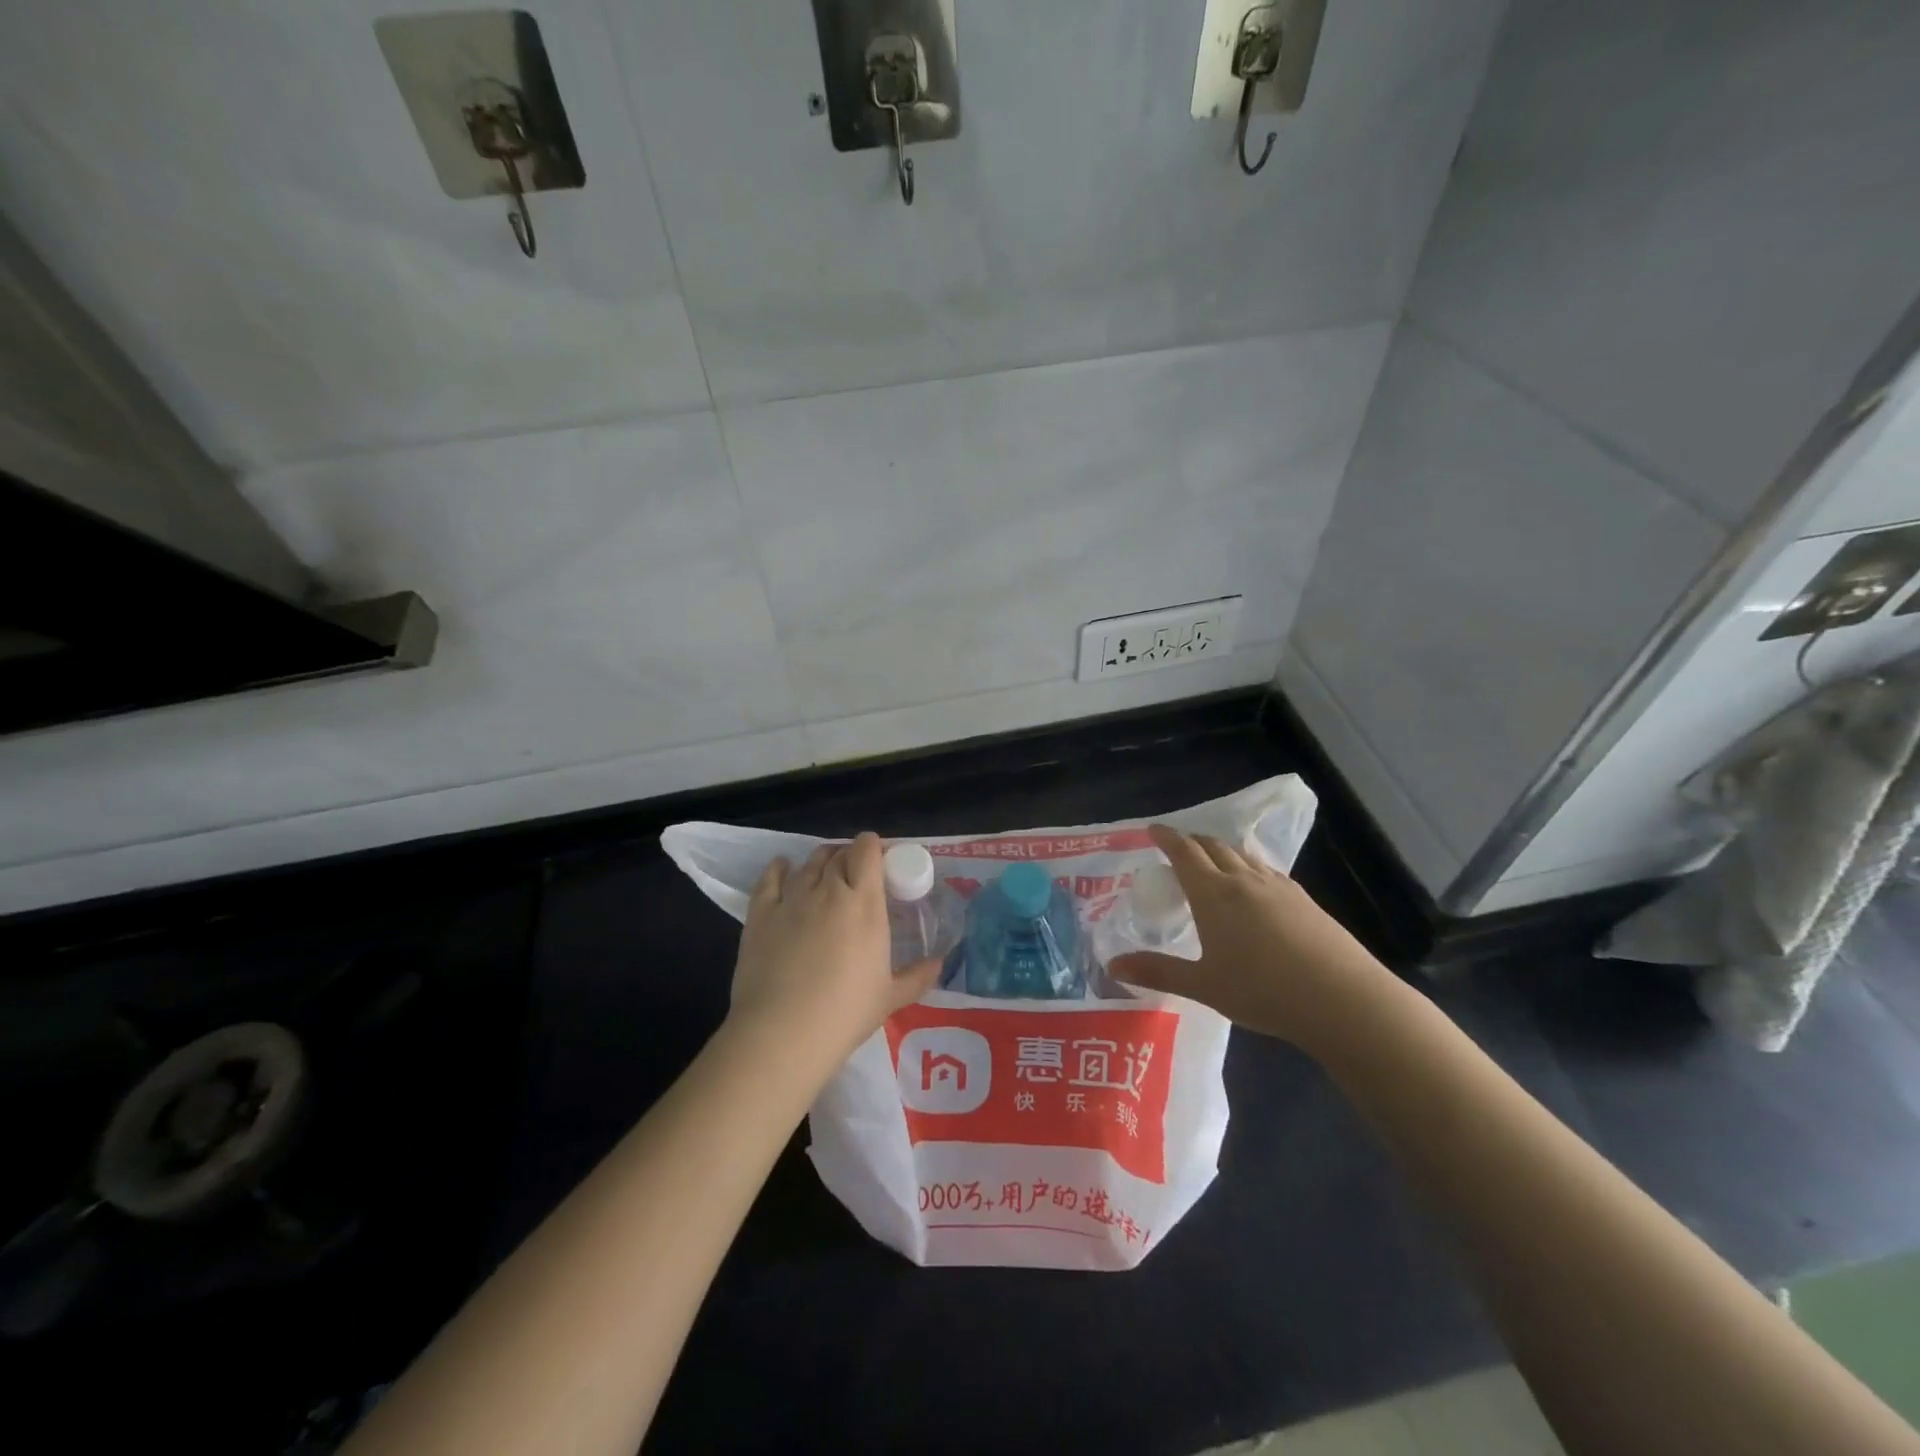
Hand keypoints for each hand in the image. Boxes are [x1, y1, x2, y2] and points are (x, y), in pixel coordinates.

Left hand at [728, 832, 941, 1067]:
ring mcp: (791, 899)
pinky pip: (769, 877)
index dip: (873, 847)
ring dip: (820, 861)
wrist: (782, 1033)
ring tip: (825, 873)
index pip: (867, 851)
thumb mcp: (890, 997)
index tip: (879, 859)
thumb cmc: (845, 1014)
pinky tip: (783, 868)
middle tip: (855, 874)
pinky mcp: (761, 913)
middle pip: (838, 855)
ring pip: (808, 863)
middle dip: (849, 856)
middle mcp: (828, 890)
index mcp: (864, 904)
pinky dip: (779, 867)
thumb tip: (941, 962)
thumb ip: (918, 976)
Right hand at [1108, 824, 1407, 1056]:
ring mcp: (1279, 887)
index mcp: (1213, 894)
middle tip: (1178, 847)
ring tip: (1213, 863)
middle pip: (1214, 846)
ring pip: (1243, 856)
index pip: (1184, 852)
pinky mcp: (1305, 901)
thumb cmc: (1262, 991)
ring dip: (1222, 851)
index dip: (1166, 838)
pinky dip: (1249, 868)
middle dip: (1192, 841)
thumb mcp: (1203, 985)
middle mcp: (1244, 880)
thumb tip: (1112, 966)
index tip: (1153, 829)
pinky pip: (1267, 871)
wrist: (1341, 999)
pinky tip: (1255, 888)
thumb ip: (1157, 972)